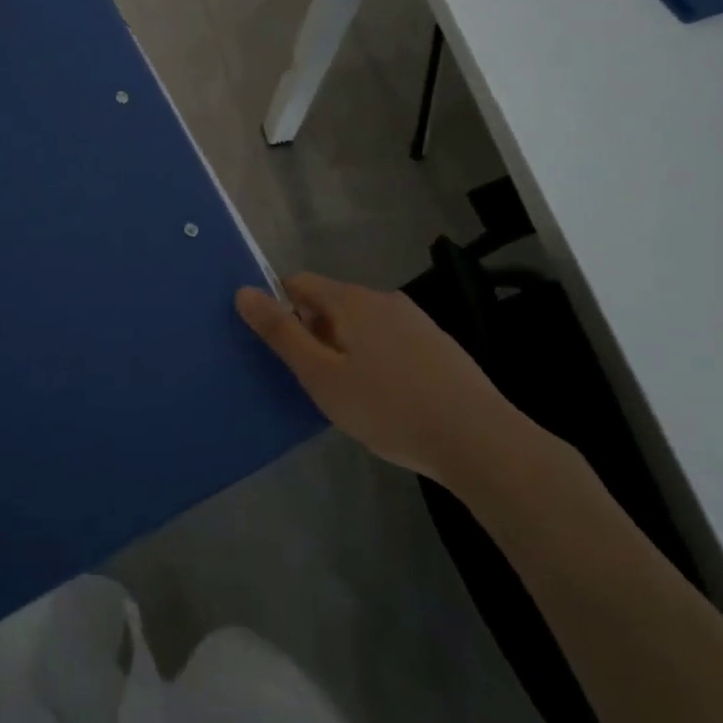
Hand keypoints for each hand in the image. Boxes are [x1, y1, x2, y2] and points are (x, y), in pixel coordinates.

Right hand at [235, 273, 525, 490]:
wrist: (479, 439)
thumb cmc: (387, 407)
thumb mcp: (321, 375)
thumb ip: (281, 333)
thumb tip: (243, 292)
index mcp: (350, 300)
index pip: (298, 282)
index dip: (281, 309)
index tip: (283, 350)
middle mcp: (382, 298)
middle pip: (331, 302)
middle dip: (315, 333)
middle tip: (315, 382)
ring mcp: (415, 320)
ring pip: (362, 323)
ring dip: (346, 347)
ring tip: (351, 395)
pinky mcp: (438, 344)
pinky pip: (391, 340)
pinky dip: (378, 359)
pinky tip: (388, 399)